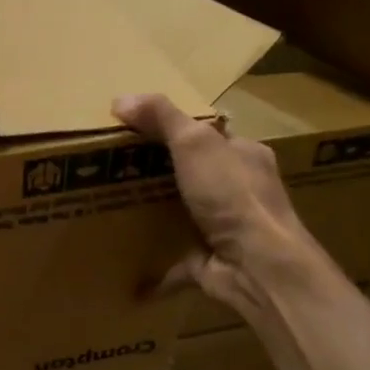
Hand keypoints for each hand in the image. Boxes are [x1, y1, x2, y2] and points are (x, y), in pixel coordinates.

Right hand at [112, 92, 312, 309]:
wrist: (257, 265)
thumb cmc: (232, 195)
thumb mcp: (195, 142)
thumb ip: (162, 117)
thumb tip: (121, 97)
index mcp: (244, 156)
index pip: (210, 135)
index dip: (175, 129)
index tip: (136, 130)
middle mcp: (239, 191)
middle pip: (195, 174)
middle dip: (160, 173)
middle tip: (115, 168)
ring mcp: (226, 229)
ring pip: (186, 216)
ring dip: (156, 216)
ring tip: (113, 209)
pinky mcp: (209, 263)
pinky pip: (176, 262)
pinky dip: (154, 270)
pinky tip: (128, 272)